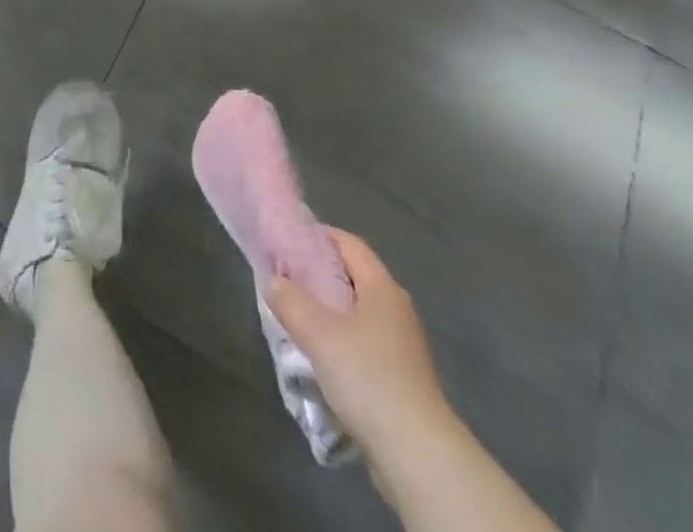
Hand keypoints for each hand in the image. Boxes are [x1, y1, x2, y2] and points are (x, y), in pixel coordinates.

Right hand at [268, 231, 449, 455]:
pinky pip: (361, 344)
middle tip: (284, 280)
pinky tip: (318, 358)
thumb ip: (290, 299)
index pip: (348, 242)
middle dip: (317, 276)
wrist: (417, 456)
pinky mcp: (400, 378)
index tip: (286, 242)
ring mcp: (401, 346)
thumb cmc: (367, 377)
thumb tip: (275, 282)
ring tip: (294, 319)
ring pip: (355, 313)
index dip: (317, 236)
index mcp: (382, 288)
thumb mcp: (317, 332)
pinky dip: (338, 342)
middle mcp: (396, 310)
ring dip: (325, 313)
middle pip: (351, 277)